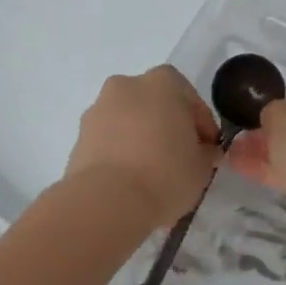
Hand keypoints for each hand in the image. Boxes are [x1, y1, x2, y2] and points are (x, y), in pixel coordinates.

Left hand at [65, 67, 220, 229]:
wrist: (107, 202)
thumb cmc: (165, 173)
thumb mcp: (202, 166)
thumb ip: (206, 152)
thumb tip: (203, 151)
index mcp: (162, 82)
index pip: (189, 98)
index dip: (201, 125)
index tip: (206, 149)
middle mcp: (126, 86)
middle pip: (154, 104)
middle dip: (167, 126)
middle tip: (178, 157)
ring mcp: (98, 110)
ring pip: (128, 120)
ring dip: (140, 138)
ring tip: (151, 173)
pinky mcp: (78, 137)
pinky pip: (108, 140)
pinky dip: (119, 153)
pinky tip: (130, 180)